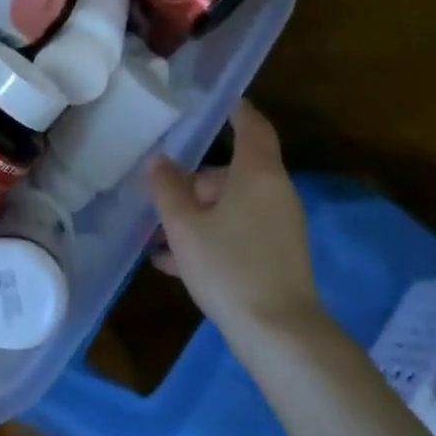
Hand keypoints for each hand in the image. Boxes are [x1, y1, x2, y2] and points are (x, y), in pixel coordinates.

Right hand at [146, 102, 324, 340]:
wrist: (279, 335)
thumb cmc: (229, 266)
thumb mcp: (184, 225)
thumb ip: (167, 188)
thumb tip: (159, 161)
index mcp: (257, 174)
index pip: (251, 126)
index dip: (236, 110)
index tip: (217, 100)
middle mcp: (274, 194)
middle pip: (230, 173)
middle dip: (193, 182)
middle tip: (158, 197)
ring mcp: (278, 228)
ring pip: (229, 207)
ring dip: (195, 215)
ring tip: (156, 235)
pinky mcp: (276, 258)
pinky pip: (236, 234)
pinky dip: (208, 238)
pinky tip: (170, 262)